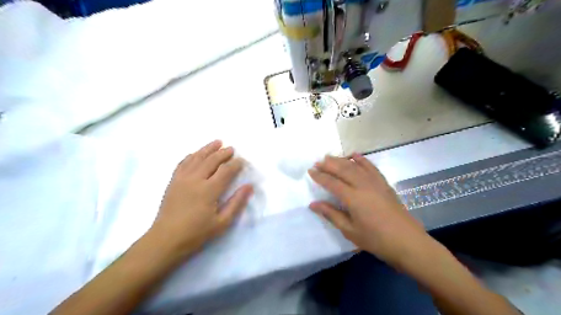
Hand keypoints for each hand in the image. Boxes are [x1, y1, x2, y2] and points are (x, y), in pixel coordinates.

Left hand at [151, 140, 253, 255]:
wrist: (165, 239)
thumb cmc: (196, 233)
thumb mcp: (222, 223)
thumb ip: (236, 203)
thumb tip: (249, 186)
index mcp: (209, 190)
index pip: (225, 171)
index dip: (235, 164)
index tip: (242, 161)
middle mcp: (195, 180)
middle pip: (211, 160)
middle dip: (223, 153)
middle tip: (232, 149)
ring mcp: (182, 179)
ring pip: (197, 157)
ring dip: (208, 149)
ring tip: (217, 142)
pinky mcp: (173, 181)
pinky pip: (183, 163)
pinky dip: (191, 155)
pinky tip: (196, 153)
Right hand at [308, 154, 430, 265]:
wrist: (407, 242)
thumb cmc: (376, 240)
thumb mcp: (349, 230)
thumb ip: (331, 214)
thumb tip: (313, 204)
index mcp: (353, 198)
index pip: (332, 183)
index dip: (320, 176)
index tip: (310, 171)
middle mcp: (363, 185)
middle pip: (343, 170)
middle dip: (329, 164)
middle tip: (318, 161)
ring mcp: (375, 183)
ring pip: (355, 166)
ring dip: (342, 160)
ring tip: (330, 157)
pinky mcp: (384, 184)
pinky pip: (371, 167)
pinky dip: (362, 160)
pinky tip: (355, 155)